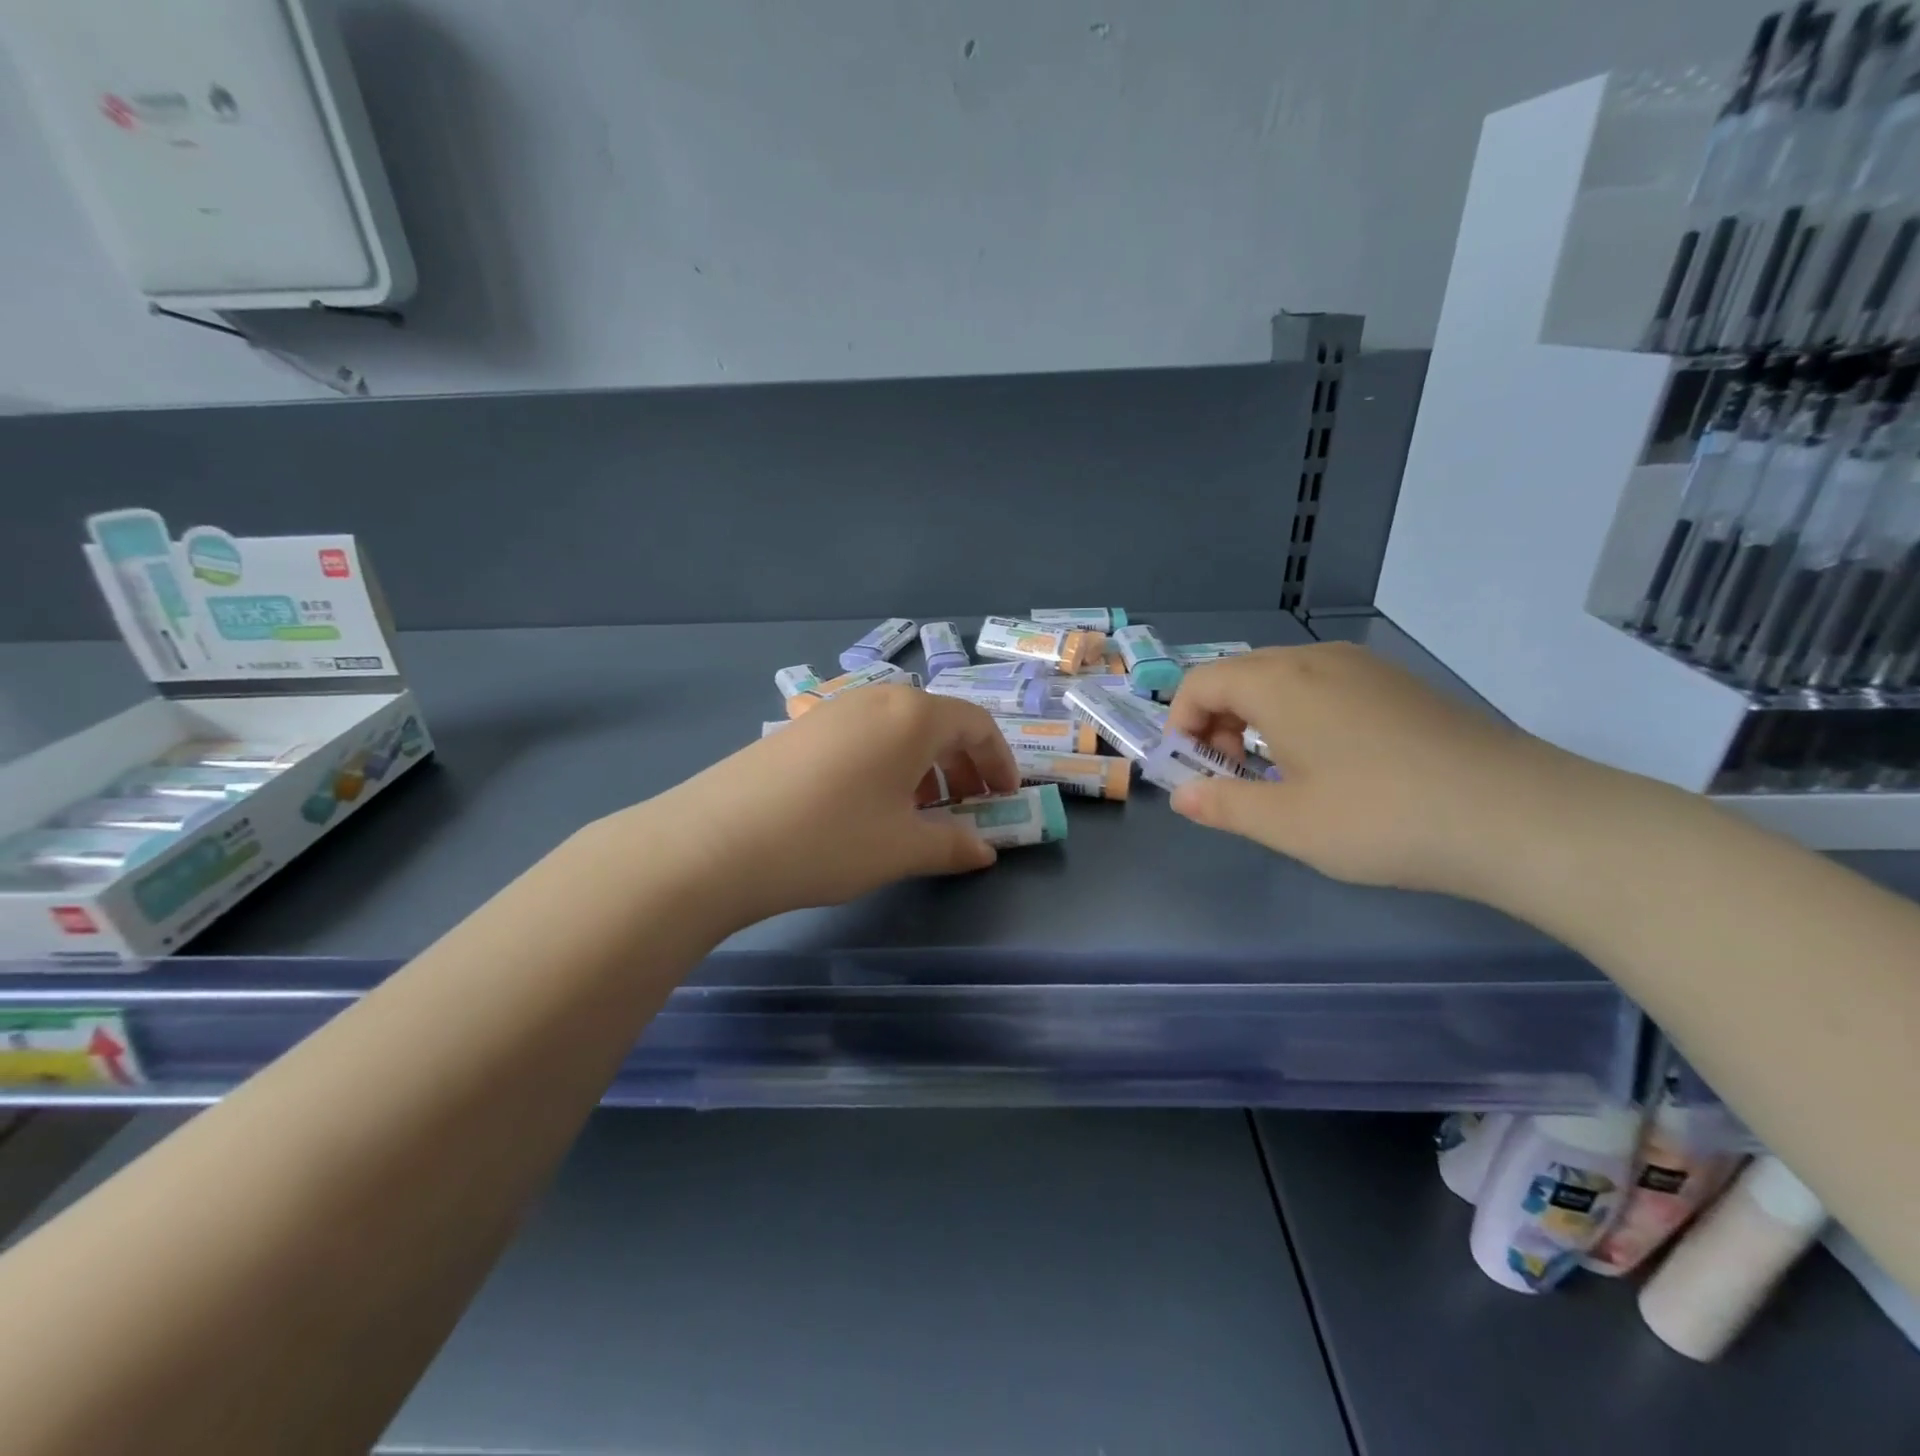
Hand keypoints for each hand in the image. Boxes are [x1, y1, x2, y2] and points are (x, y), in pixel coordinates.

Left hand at [628, 684, 1019, 926]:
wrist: (715, 842)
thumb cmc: (829, 839)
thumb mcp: (902, 848)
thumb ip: (953, 845)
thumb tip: (984, 850)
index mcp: (912, 716)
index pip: (976, 724)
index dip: (998, 762)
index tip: (1005, 799)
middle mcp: (875, 699)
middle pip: (937, 722)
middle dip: (962, 765)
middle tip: (967, 807)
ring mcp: (832, 710)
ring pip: (897, 730)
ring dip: (922, 766)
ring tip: (918, 811)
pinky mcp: (799, 729)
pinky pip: (861, 737)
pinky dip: (884, 764)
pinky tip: (867, 805)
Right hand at [1165, 643, 1585, 897]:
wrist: (1518, 816)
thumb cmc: (1382, 818)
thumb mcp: (1287, 823)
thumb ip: (1222, 805)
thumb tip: (1183, 796)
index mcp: (1279, 682)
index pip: (1200, 683)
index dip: (1181, 725)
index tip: (1194, 772)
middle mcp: (1316, 659)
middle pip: (1239, 677)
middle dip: (1218, 724)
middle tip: (1233, 778)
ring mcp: (1364, 668)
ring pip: (1283, 681)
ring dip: (1258, 721)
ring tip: (1279, 776)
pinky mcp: (1399, 685)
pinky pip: (1324, 687)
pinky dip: (1301, 717)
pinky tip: (1333, 766)